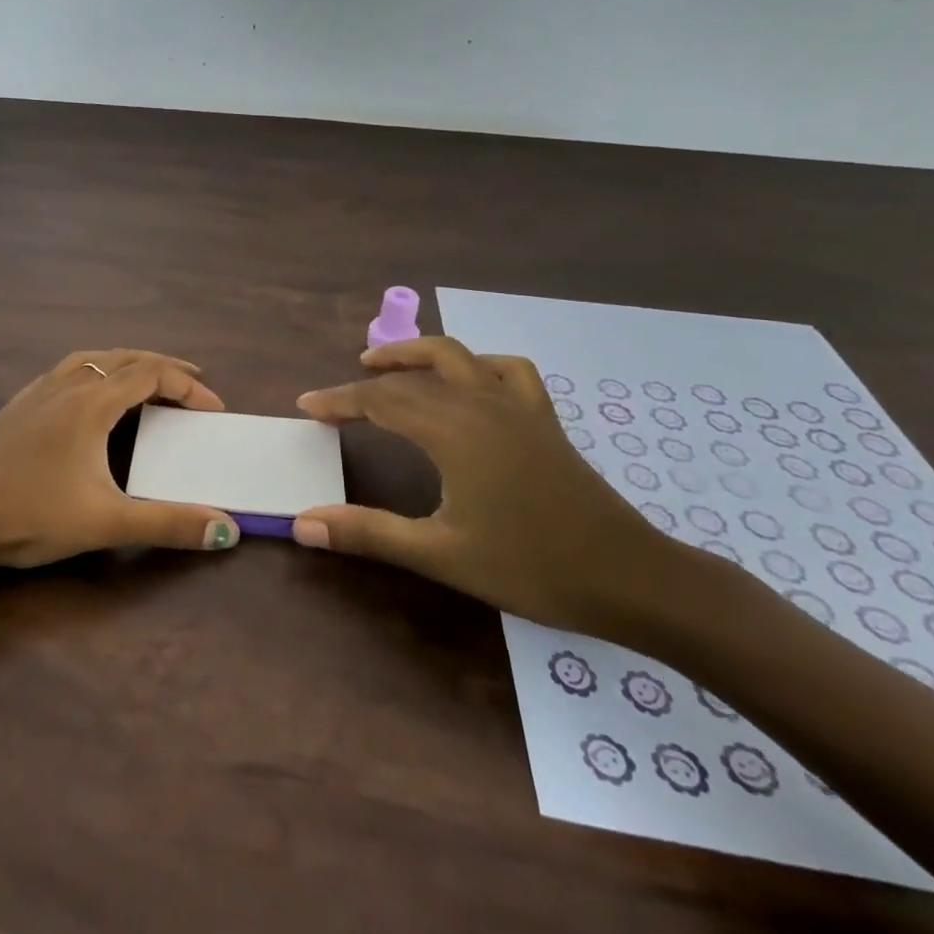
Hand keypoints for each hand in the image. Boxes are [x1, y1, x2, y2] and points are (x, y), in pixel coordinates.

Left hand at [0, 349, 241, 568]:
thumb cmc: (29, 515)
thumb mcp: (105, 523)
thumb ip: (168, 524)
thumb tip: (227, 528)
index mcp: (91, 403)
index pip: (152, 374)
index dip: (189, 386)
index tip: (214, 410)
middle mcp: (66, 385)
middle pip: (125, 358)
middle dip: (165, 368)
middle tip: (194, 386)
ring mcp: (37, 393)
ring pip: (92, 359)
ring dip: (127, 364)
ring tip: (146, 381)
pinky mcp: (17, 406)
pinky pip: (66, 371)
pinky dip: (95, 371)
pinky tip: (87, 395)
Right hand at [293, 337, 680, 634]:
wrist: (631, 579)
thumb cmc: (531, 567)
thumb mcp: (440, 554)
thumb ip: (368, 533)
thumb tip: (302, 524)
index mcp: (452, 430)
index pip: (380, 400)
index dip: (339, 401)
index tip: (306, 407)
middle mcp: (481, 403)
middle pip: (412, 374)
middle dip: (370, 378)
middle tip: (340, 395)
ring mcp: (518, 406)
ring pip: (458, 356)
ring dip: (417, 355)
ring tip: (390, 367)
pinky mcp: (544, 419)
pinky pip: (506, 370)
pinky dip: (477, 365)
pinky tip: (470, 383)